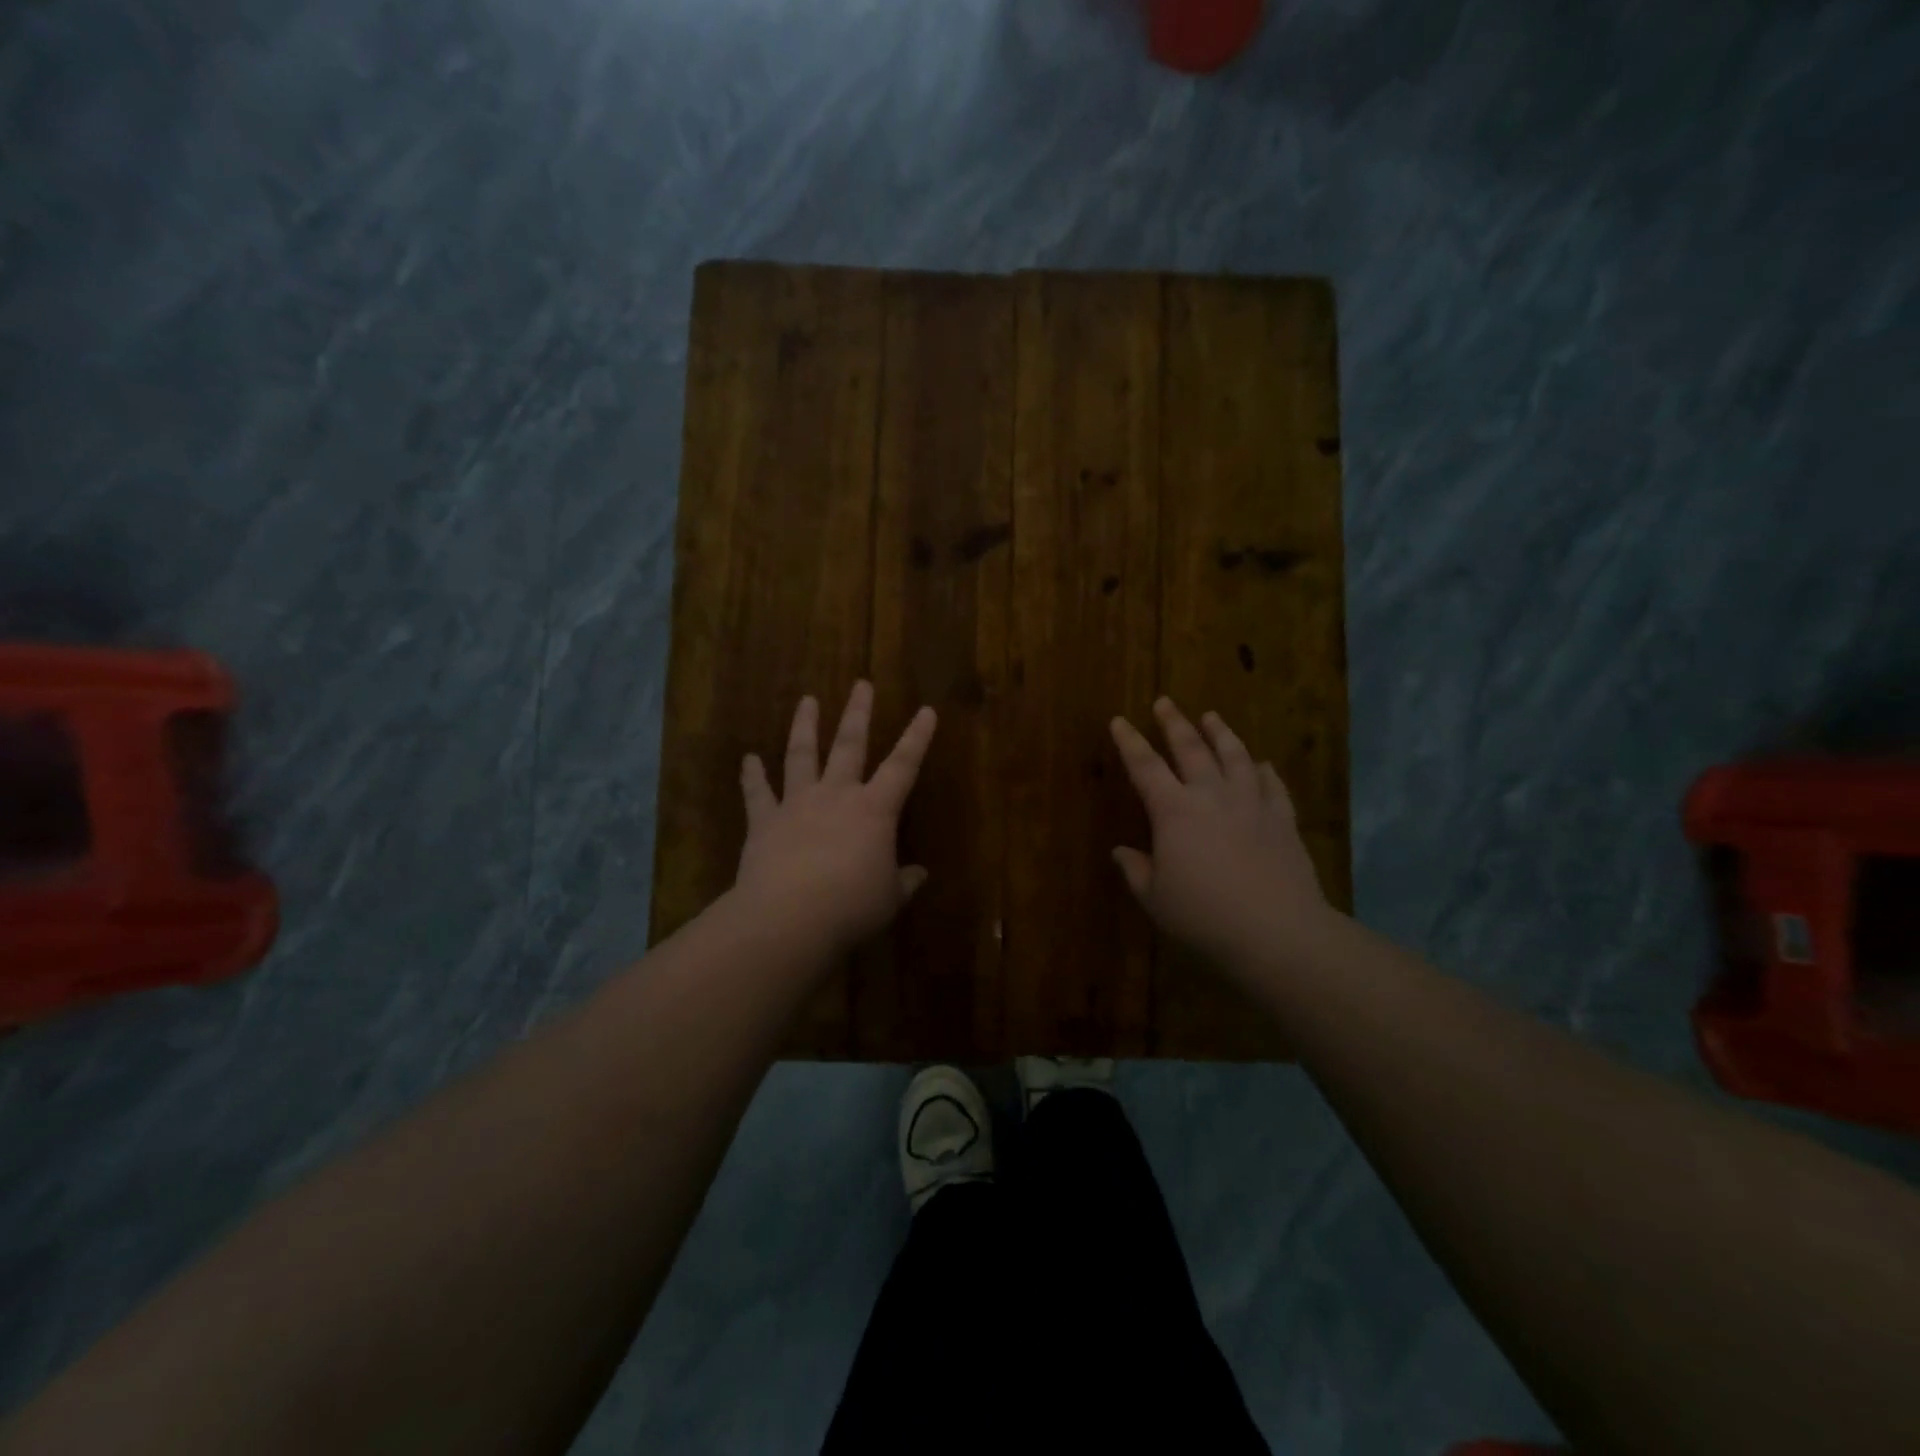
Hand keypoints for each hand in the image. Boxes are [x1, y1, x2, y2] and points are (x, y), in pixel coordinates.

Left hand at [735, 682, 937, 953]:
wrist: (788, 918)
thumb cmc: (850, 907)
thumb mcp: (889, 899)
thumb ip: (904, 882)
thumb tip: (920, 874)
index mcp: (874, 810)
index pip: (903, 766)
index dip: (917, 738)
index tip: (926, 710)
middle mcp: (836, 796)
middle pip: (849, 745)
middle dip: (858, 713)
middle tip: (861, 684)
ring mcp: (797, 804)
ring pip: (802, 755)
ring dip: (805, 726)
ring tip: (807, 700)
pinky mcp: (764, 821)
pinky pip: (757, 793)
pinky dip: (752, 776)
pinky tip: (748, 759)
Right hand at [1110, 698, 1330, 971]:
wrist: (1277, 931)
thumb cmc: (1204, 915)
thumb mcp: (1155, 898)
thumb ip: (1137, 870)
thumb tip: (1122, 852)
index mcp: (1174, 811)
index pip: (1145, 766)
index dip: (1129, 741)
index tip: (1119, 720)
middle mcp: (1212, 796)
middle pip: (1191, 748)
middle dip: (1174, 723)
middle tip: (1165, 702)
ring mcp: (1251, 804)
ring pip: (1235, 756)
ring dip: (1221, 733)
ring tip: (1212, 717)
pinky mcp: (1282, 820)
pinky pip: (1272, 785)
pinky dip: (1263, 770)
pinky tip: (1261, 763)